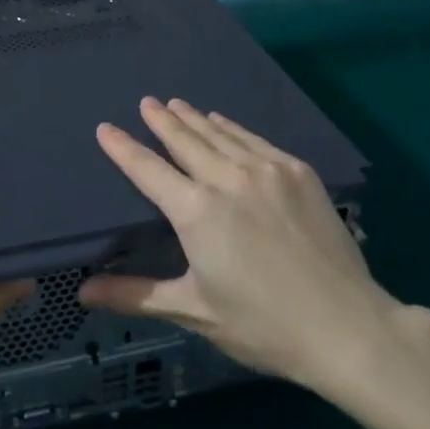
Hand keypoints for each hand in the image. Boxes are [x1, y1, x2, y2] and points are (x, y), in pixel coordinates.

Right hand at [79, 97, 402, 390]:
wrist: (346, 326)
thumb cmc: (263, 325)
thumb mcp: (194, 311)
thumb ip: (136, 295)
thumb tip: (83, 292)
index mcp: (196, 211)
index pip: (147, 170)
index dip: (123, 148)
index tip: (105, 128)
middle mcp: (226, 179)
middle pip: (185, 140)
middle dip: (161, 120)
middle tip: (147, 102)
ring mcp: (266, 171)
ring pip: (220, 134)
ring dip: (194, 118)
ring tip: (176, 103)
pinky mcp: (297, 173)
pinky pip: (254, 140)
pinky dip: (232, 128)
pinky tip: (224, 121)